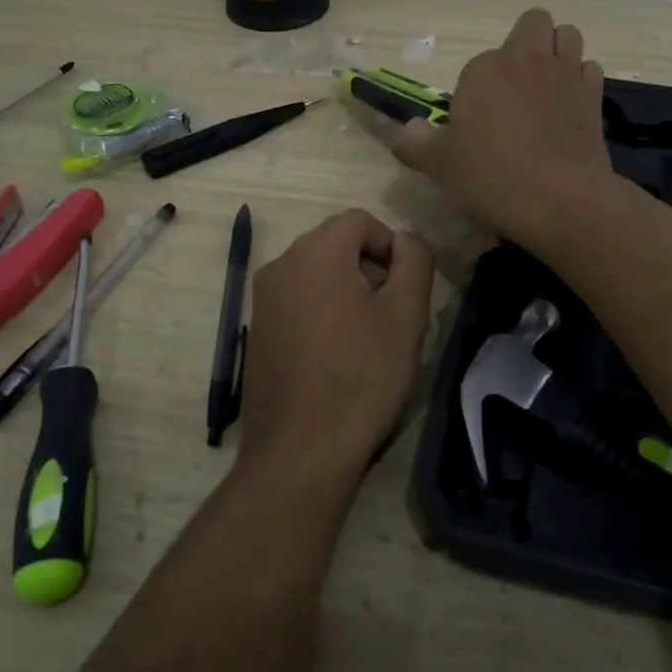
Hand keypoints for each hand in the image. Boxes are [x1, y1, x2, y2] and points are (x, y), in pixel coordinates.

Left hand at [238, 209, 434, 487]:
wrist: (300, 452)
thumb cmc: (362, 377)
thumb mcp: (406, 315)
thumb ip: (414, 260)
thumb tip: (406, 238)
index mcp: (316, 253)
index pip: (359, 220)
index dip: (391, 244)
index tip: (405, 287)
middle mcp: (281, 265)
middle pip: (334, 242)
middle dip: (369, 265)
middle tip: (391, 312)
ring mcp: (263, 299)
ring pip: (315, 272)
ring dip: (346, 288)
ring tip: (367, 336)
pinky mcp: (257, 330)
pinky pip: (297, 299)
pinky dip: (322, 309)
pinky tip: (337, 354)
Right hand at [389, 8, 613, 246]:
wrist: (560, 200)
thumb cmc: (491, 177)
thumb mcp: (438, 165)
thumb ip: (414, 142)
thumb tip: (404, 130)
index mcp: (484, 69)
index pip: (477, 64)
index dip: (475, 91)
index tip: (475, 125)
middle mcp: (527, 60)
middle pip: (533, 23)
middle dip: (525, 42)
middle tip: (513, 84)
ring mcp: (565, 74)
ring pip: (568, 36)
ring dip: (557, 50)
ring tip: (545, 84)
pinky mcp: (594, 97)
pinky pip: (590, 69)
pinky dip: (580, 79)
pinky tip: (569, 105)